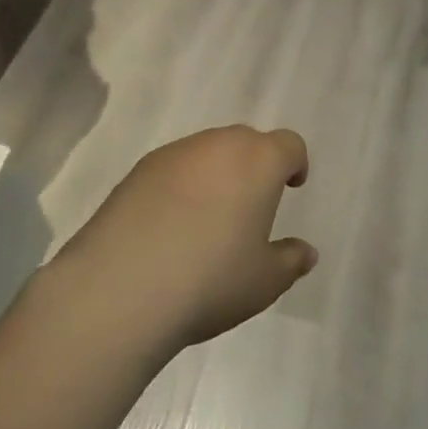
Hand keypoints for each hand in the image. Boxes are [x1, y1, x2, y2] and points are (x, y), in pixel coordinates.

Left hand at [44, 126, 316, 357]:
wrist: (121, 288)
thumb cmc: (210, 281)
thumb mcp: (263, 282)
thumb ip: (290, 261)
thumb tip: (306, 252)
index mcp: (259, 161)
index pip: (288, 145)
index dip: (294, 163)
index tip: (292, 187)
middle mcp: (219, 145)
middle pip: (247, 141)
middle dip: (254, 165)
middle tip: (251, 205)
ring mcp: (175, 153)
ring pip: (207, 151)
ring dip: (216, 173)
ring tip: (208, 218)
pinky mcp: (138, 170)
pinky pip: (173, 167)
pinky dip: (181, 185)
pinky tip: (170, 224)